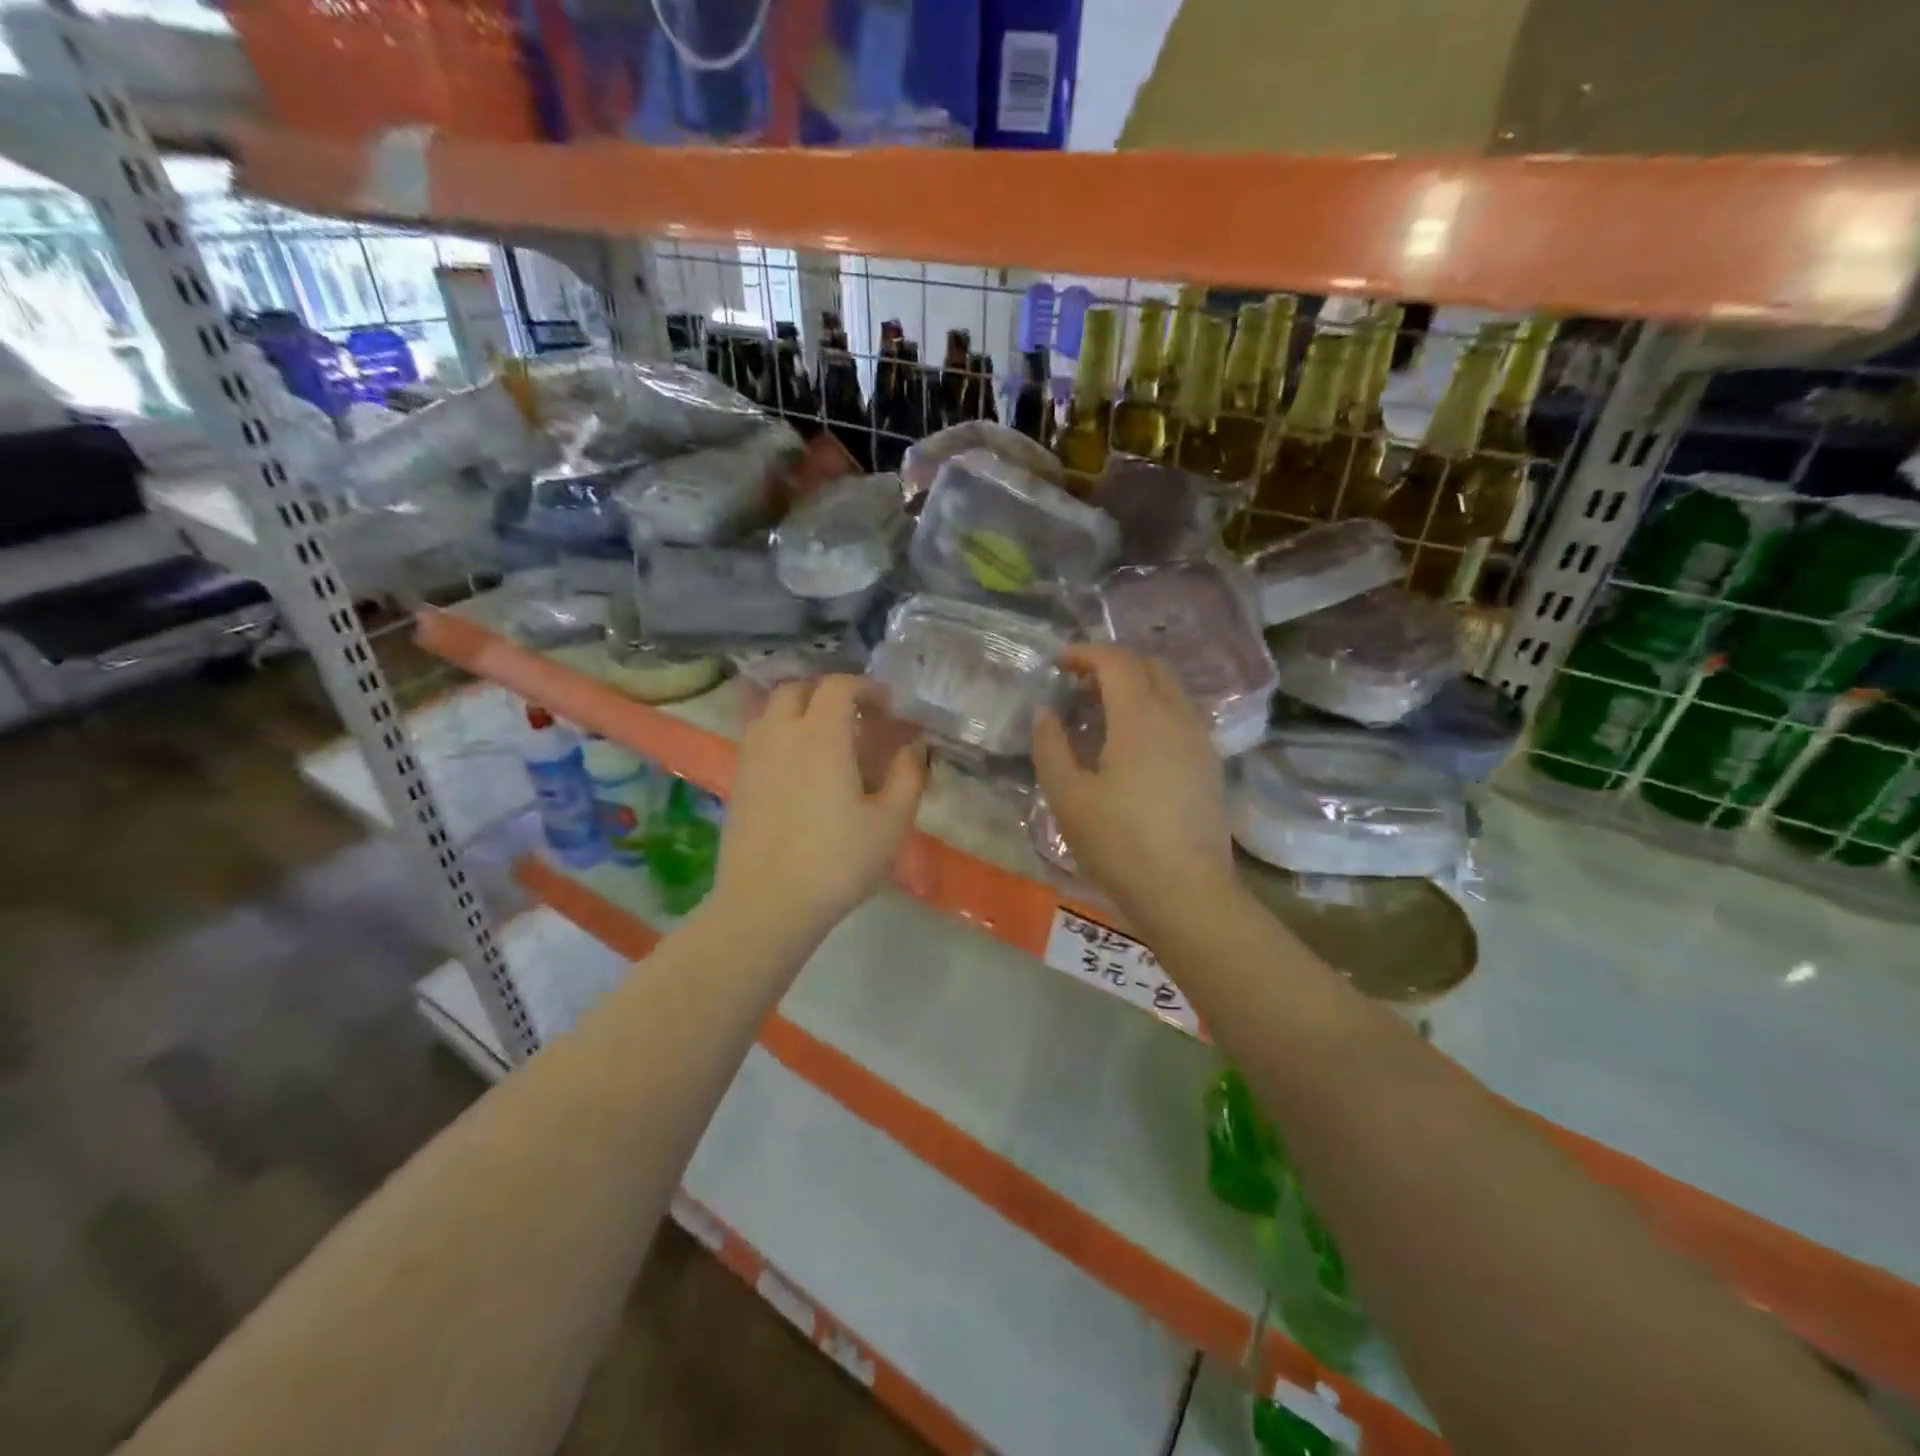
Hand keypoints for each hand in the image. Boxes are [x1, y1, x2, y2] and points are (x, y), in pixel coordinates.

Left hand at [713, 675, 927, 943]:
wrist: (767, 904)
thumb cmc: (837, 861)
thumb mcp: (891, 822)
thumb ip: (908, 775)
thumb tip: (914, 745)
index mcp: (820, 735)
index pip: (838, 686)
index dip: (865, 687)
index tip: (886, 706)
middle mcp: (781, 734)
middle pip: (797, 689)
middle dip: (828, 693)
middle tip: (855, 717)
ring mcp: (752, 758)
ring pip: (771, 712)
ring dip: (799, 711)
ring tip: (825, 739)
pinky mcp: (738, 783)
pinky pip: (758, 739)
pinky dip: (780, 736)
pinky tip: (799, 770)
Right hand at [1032, 646, 1237, 932]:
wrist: (1186, 891)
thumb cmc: (1119, 843)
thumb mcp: (1068, 797)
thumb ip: (1051, 746)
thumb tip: (1046, 713)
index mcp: (1141, 716)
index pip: (1117, 660)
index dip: (1086, 653)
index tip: (1059, 663)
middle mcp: (1177, 717)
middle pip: (1150, 666)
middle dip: (1113, 664)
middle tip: (1079, 687)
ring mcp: (1200, 740)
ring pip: (1170, 690)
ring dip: (1136, 686)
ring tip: (1103, 714)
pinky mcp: (1210, 765)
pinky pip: (1181, 716)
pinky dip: (1154, 709)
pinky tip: (1132, 744)